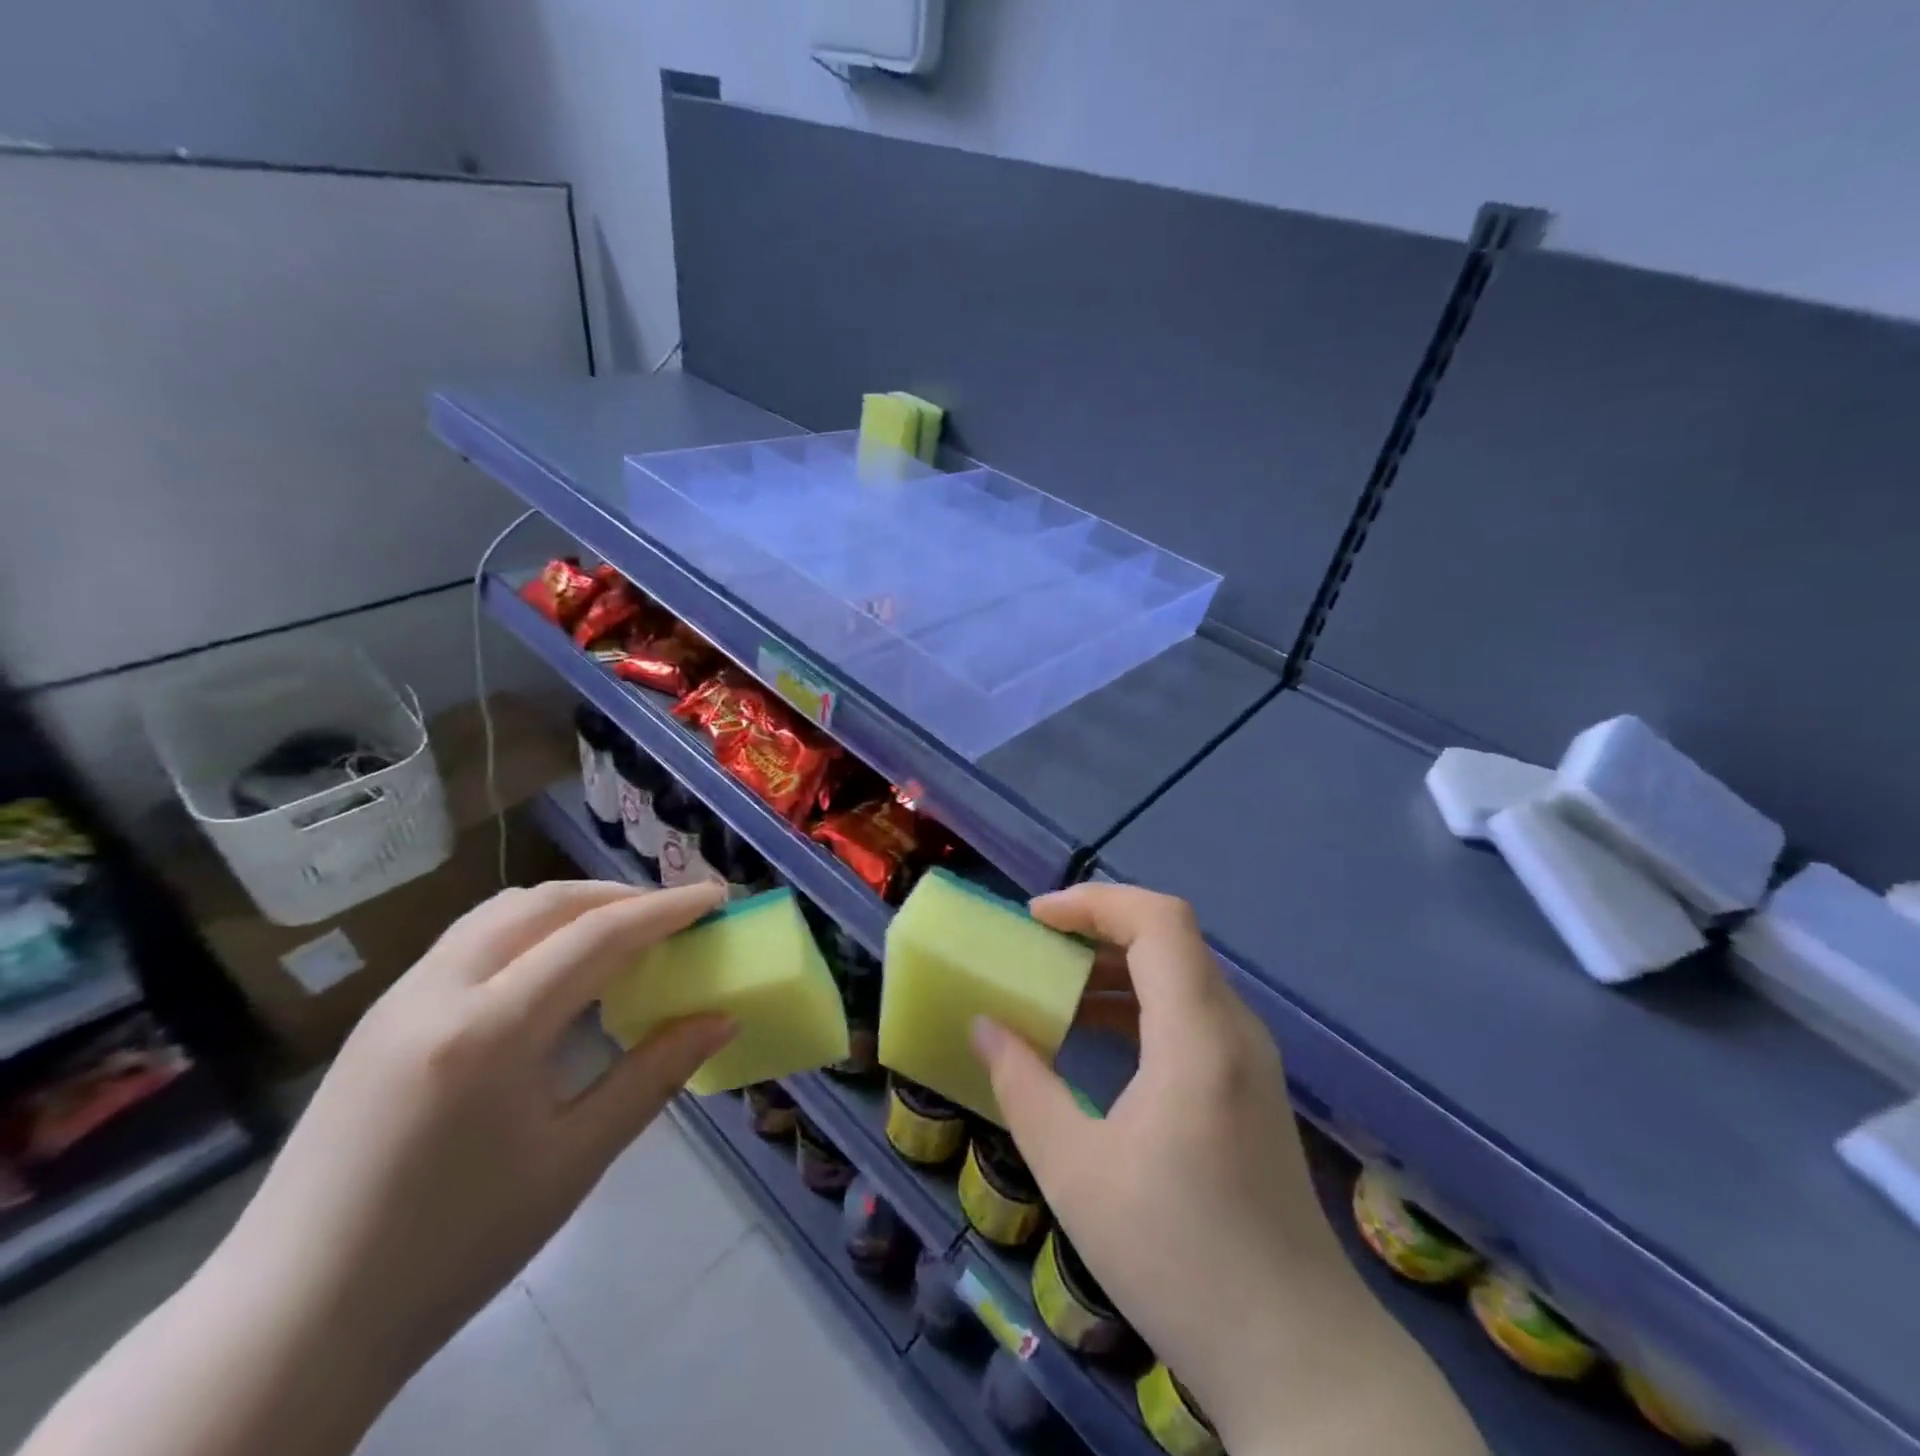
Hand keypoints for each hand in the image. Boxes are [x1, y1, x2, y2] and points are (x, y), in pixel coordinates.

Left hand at [219, 880, 734, 1371]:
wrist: (293, 1322)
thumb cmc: (453, 1246)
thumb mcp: (574, 1161)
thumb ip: (654, 1075)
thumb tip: (721, 1019)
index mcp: (489, 1031)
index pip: (597, 936)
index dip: (666, 910)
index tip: (716, 897)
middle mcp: (438, 992)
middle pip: (545, 903)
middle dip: (618, 896)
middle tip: (671, 916)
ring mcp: (399, 999)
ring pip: (501, 912)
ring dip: (570, 906)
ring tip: (619, 932)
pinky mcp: (381, 1018)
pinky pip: (470, 940)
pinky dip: (529, 929)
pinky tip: (552, 970)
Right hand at [972, 884, 1482, 1454]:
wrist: (1298, 1358)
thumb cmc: (1179, 1260)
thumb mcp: (1076, 1173)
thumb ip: (1023, 1087)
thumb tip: (984, 1027)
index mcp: (1198, 1036)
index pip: (1159, 919)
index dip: (1095, 901)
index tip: (1036, 919)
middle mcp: (1234, 1028)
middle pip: (1169, 937)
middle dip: (1097, 928)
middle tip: (1035, 949)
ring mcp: (1250, 1057)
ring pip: (1181, 972)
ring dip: (1116, 966)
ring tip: (1056, 988)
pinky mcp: (1251, 1084)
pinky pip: (1191, 1011)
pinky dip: (1140, 1001)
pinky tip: (1097, 1036)